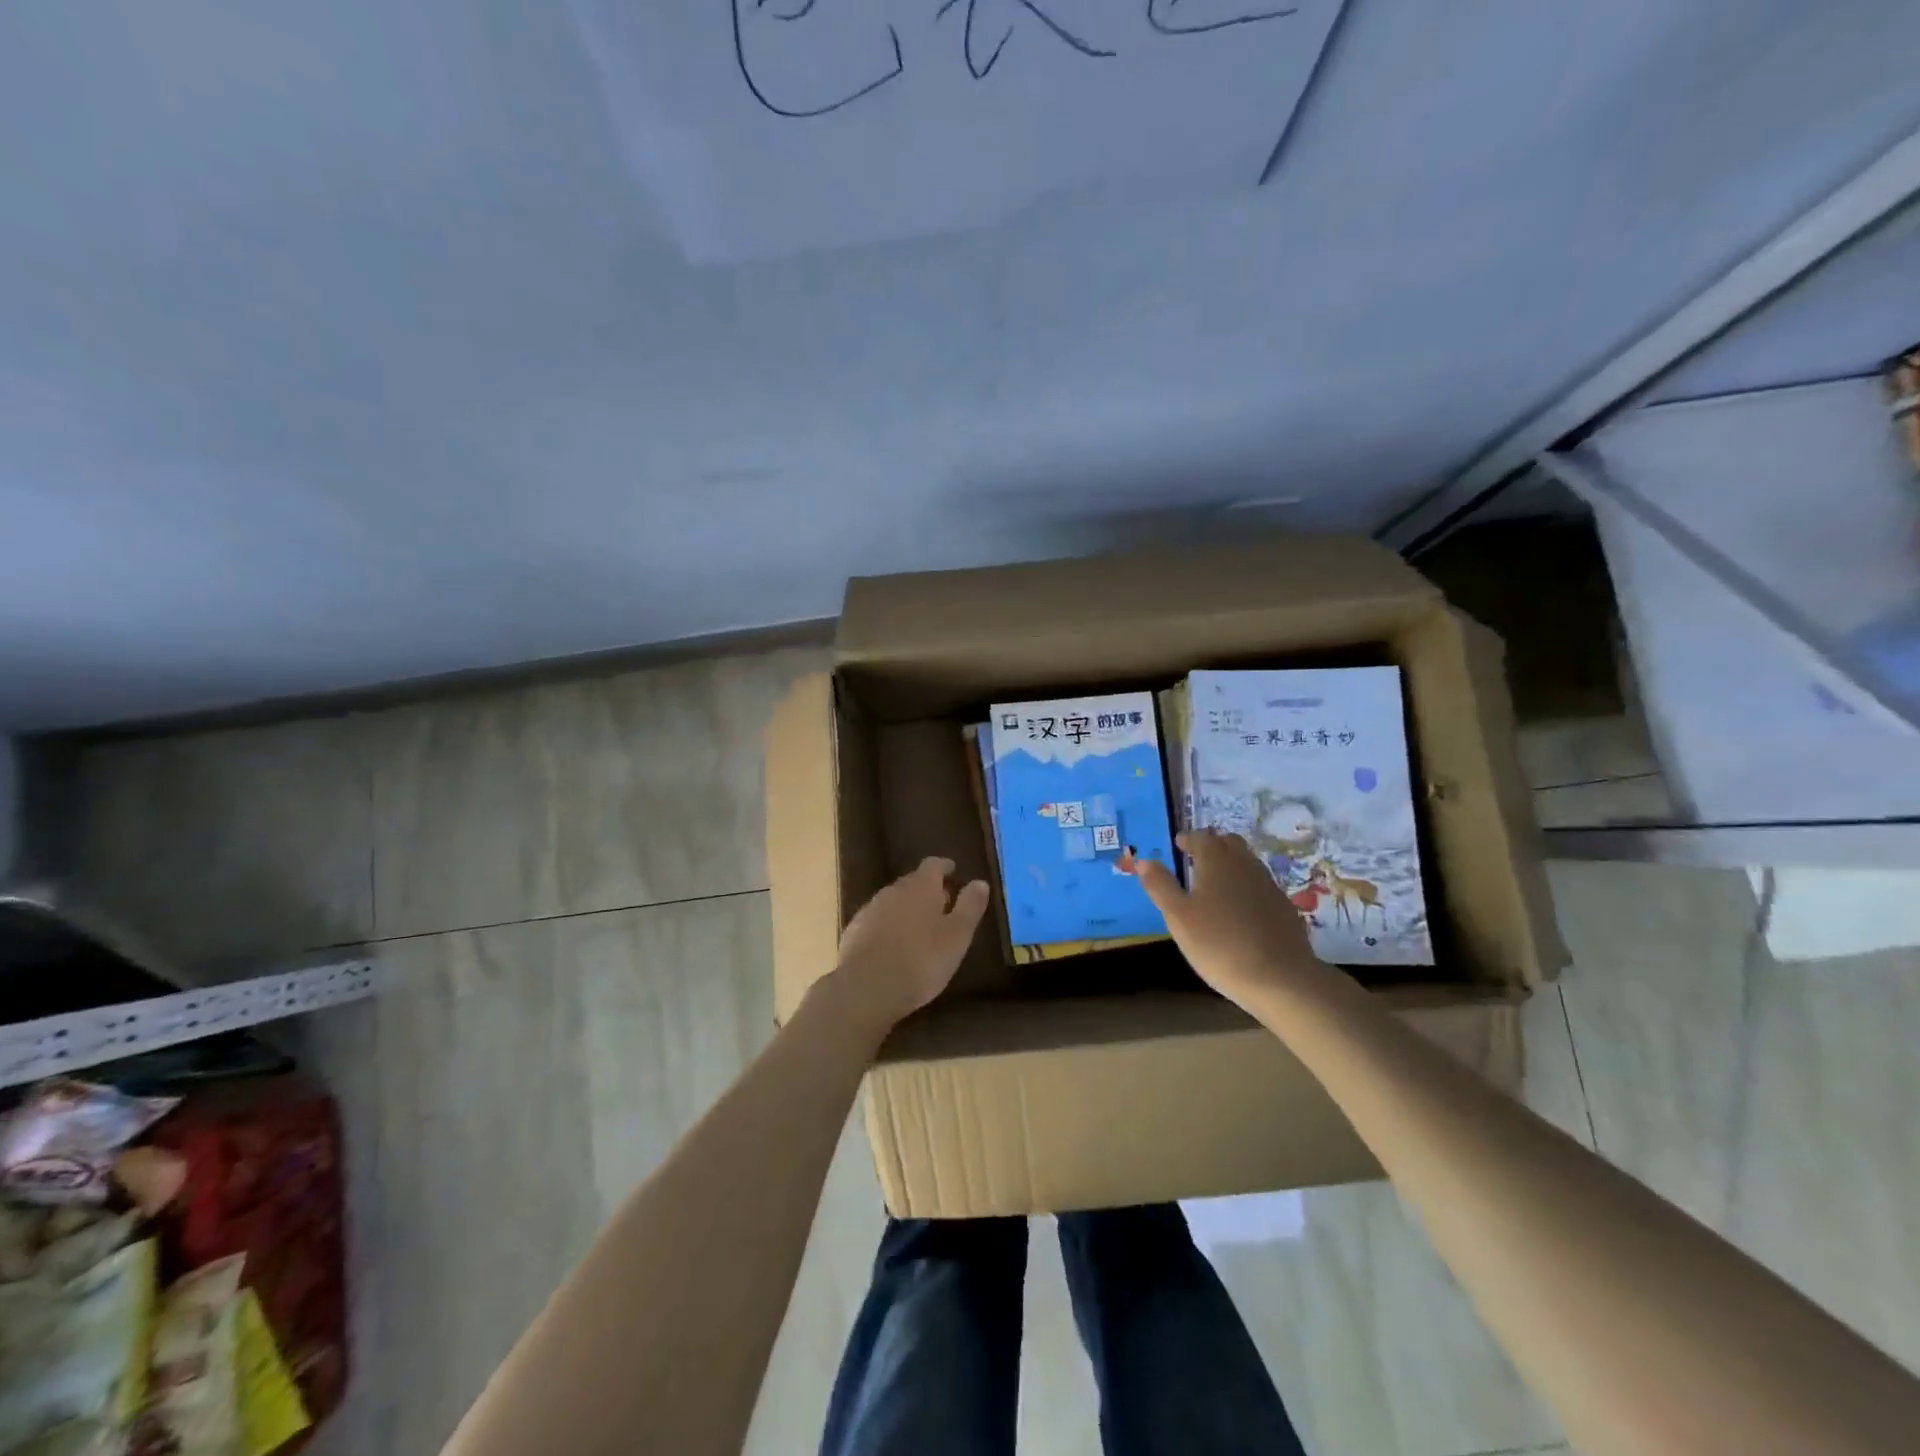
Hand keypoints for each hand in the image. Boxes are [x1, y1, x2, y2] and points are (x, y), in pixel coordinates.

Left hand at [828, 857, 989, 1036]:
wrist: (866, 987)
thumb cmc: (921, 960)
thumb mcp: (957, 936)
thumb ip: (970, 907)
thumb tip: (980, 882)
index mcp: (921, 887)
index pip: (934, 865)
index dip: (945, 867)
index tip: (953, 871)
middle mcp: (893, 890)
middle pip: (913, 882)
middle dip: (928, 889)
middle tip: (942, 904)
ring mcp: (870, 910)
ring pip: (894, 901)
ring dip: (907, 909)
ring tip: (920, 927)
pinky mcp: (854, 931)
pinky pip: (877, 921)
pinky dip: (889, 926)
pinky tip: (894, 946)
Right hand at [1124, 830, 1323, 1005]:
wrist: (1280, 978)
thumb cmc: (1218, 944)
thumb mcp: (1178, 917)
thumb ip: (1160, 885)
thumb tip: (1144, 860)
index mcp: (1216, 861)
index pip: (1201, 838)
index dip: (1188, 839)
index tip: (1178, 845)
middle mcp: (1245, 865)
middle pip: (1229, 843)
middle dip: (1212, 846)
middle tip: (1196, 859)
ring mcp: (1269, 885)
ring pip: (1247, 863)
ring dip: (1231, 865)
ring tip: (1215, 884)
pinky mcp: (1285, 908)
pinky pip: (1260, 886)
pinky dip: (1246, 887)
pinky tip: (1240, 910)